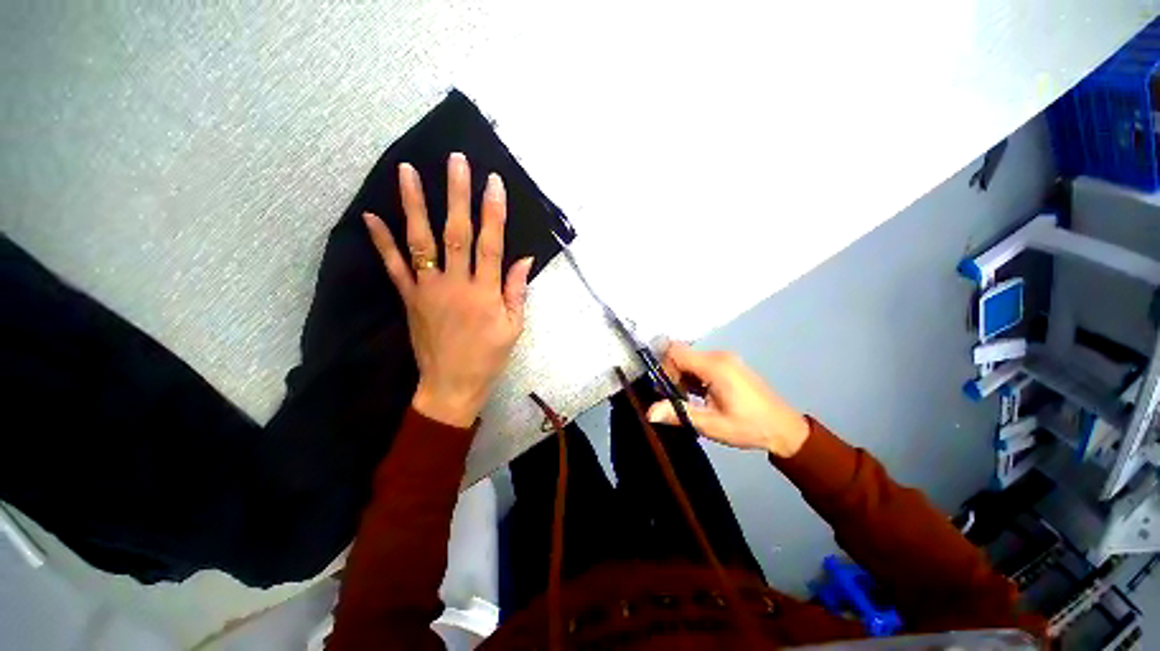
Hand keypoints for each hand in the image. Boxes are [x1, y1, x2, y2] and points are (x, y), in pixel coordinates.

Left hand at [363, 153, 532, 427]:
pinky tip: (371, 216)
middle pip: (456, 234)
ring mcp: (428, 290)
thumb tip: (524, 259)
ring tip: (408, 172)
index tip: (493, 183)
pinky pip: (394, 267)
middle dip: (457, 195)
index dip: (493, 213)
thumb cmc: (489, 356)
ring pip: (421, 242)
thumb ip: (516, 291)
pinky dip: (381, 242)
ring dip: (414, 206)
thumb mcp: (514, 327)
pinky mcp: (409, 299)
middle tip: (456, 162)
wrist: (452, 384)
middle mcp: (456, 285)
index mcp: (485, 293)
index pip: (491, 244)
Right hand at [646, 343, 809, 457]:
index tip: (666, 391)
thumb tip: (649, 412)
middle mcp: (718, 356)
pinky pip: (700, 363)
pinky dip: (693, 376)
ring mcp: (725, 358)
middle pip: (681, 354)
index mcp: (714, 366)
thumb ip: (679, 414)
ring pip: (689, 359)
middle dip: (672, 375)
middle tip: (675, 399)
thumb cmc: (748, 427)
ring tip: (689, 400)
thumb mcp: (711, 425)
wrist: (785, 429)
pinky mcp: (728, 364)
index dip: (664, 368)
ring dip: (682, 377)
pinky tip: (699, 395)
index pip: (675, 352)